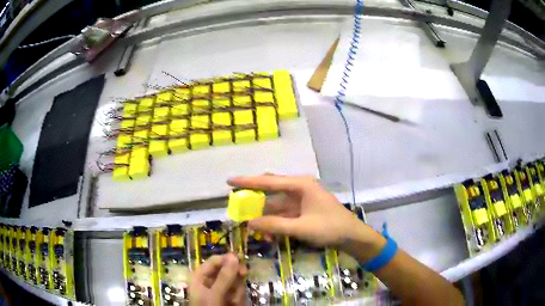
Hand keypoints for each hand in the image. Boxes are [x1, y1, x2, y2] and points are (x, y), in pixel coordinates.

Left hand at [189, 253, 246, 305]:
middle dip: (235, 281)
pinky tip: (234, 305)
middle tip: (238, 286)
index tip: (241, 264)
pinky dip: (238, 299)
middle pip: (229, 271)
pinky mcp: (229, 298)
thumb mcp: (214, 294)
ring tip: (232, 303)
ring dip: (237, 293)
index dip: (228, 260)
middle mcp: (211, 281)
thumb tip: (234, 256)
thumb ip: (224, 276)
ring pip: (236, 283)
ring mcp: (221, 290)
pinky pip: (238, 293)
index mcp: (201, 276)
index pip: (215, 260)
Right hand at [227, 175, 382, 252]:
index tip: (229, 180)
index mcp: (300, 185)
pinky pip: (284, 213)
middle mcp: (300, 188)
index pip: (268, 181)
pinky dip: (275, 221)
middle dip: (254, 198)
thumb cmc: (329, 228)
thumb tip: (249, 223)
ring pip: (276, 204)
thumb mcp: (301, 228)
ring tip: (250, 224)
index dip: (247, 181)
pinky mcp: (304, 209)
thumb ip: (274, 225)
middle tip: (237, 204)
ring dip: (264, 215)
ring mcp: (302, 199)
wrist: (352, 236)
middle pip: (271, 190)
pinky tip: (268, 232)